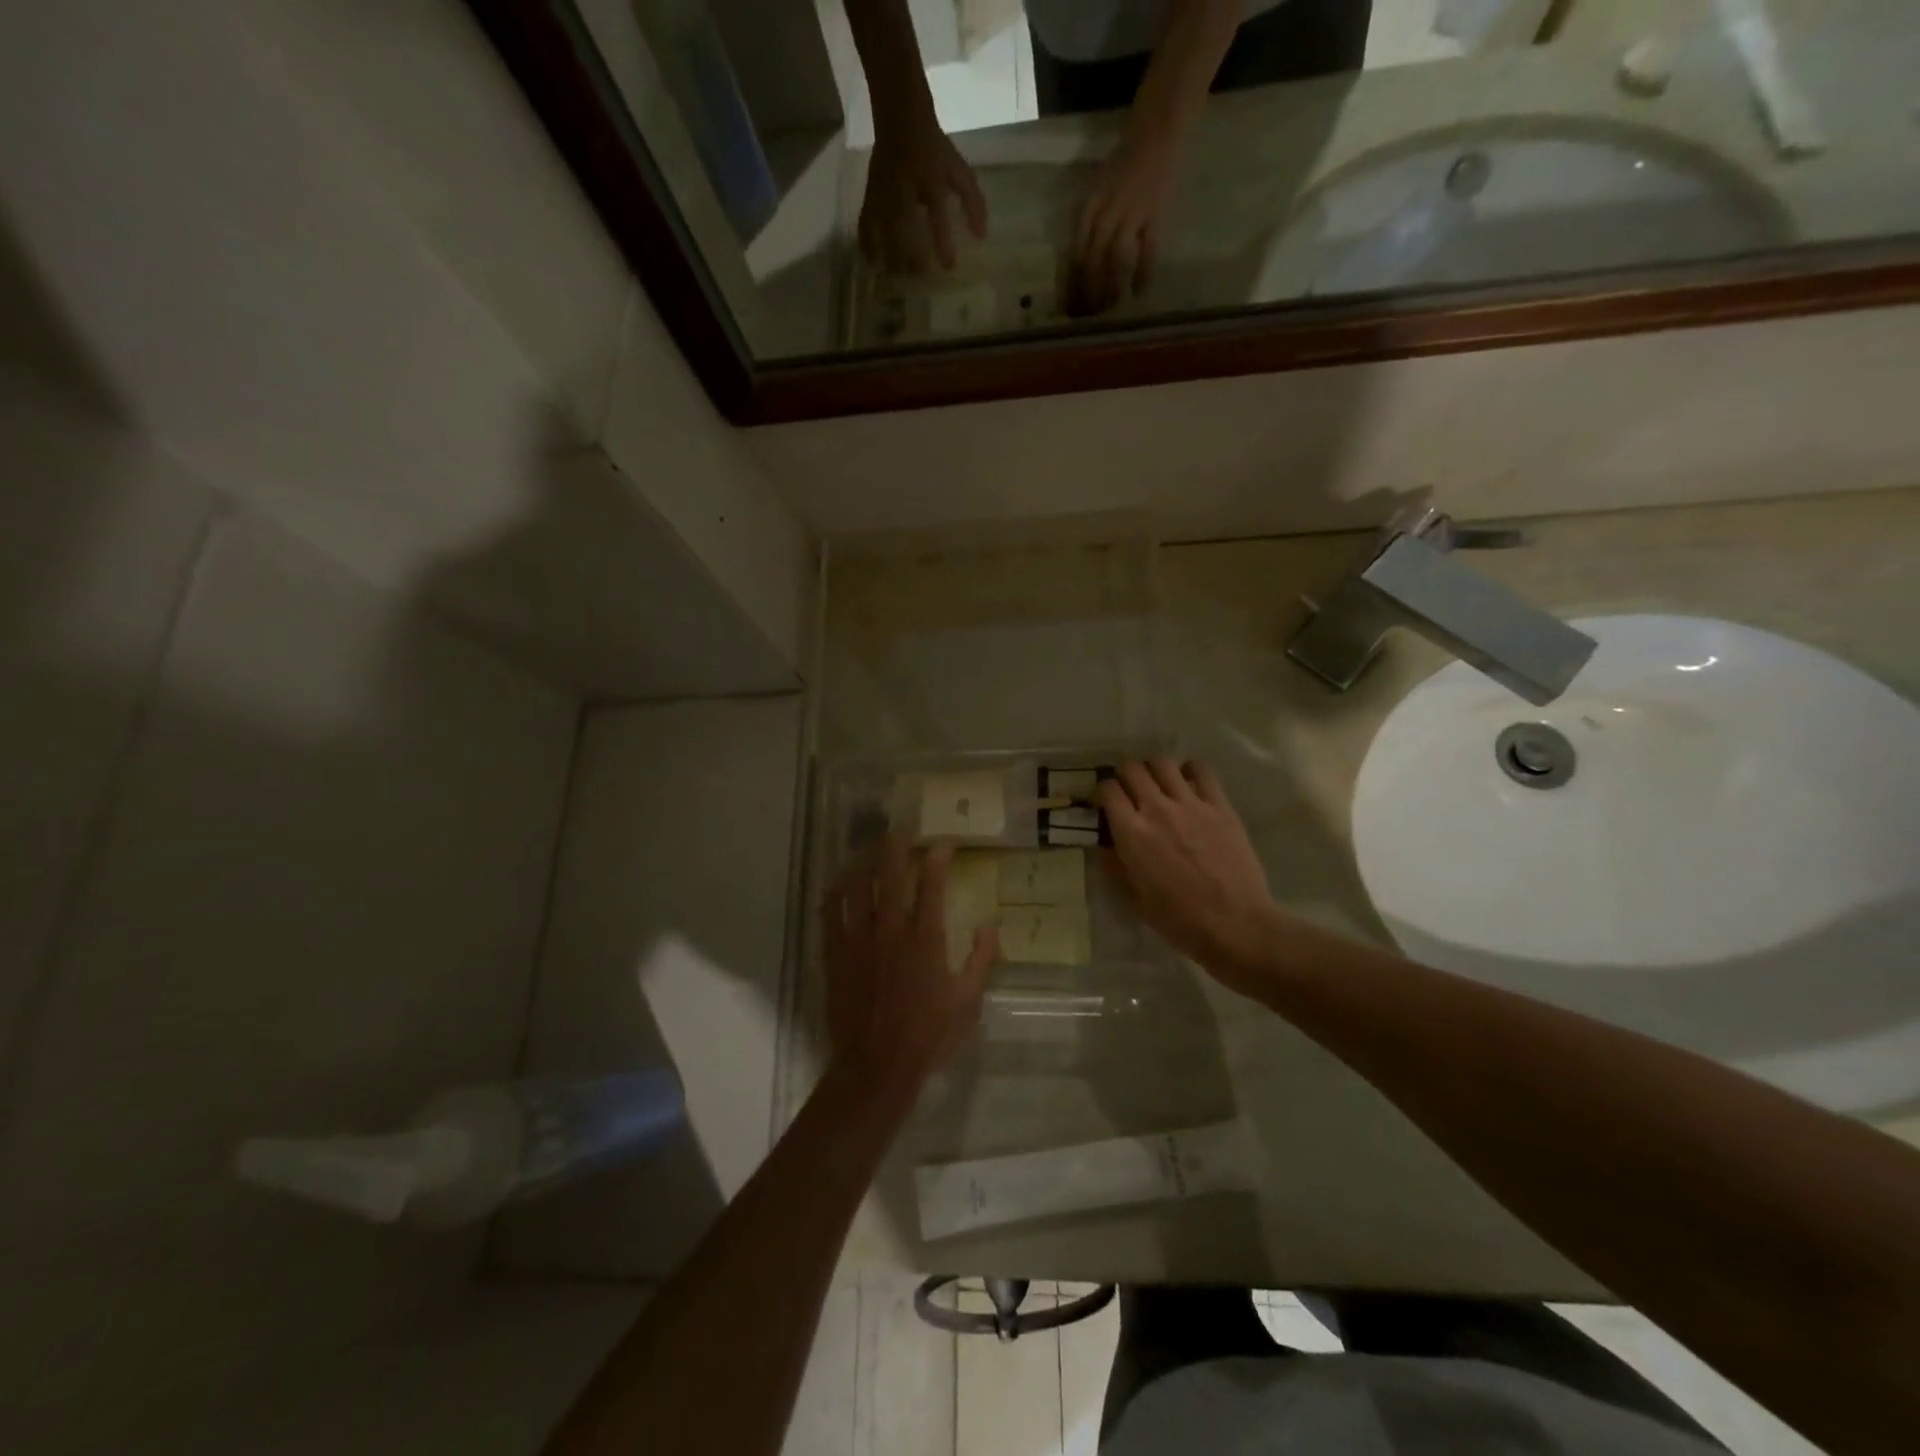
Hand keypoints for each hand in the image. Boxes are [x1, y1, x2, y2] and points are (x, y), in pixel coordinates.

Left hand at [824, 837, 997, 1093]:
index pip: (932, 881)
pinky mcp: (835, 951)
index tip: (946, 841)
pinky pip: (831, 910)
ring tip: (873, 847)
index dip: (939, 854)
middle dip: (898, 843)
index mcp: (925, 936)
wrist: (877, 1065)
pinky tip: (842, 880)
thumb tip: (991, 924)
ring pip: (857, 883)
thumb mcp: (968, 1001)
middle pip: (890, 870)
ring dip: (866, 858)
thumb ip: (982, 959)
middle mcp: (890, 927)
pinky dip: (837, 889)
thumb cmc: (928, 1035)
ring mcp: (858, 937)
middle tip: (905, 829)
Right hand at [859, 116, 988, 272]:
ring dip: (889, 255)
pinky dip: (867, 244)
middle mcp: (903, 185)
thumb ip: (972, 202)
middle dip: (909, 254)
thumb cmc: (935, 150)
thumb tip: (980, 237)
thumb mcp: (959, 169)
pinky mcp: (870, 194)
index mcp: (929, 177)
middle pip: (902, 226)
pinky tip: (872, 263)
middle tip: (919, 276)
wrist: (900, 117)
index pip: (936, 211)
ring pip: (882, 228)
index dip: (942, 240)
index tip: (948, 266)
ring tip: (897, 277)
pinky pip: (865, 223)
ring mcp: (883, 190)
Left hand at [1063, 130, 1179, 315]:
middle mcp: (1106, 212)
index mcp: (1088, 207)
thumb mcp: (1096, 190)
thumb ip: (1087, 221)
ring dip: (1110, 288)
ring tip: (1108, 308)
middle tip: (1087, 314)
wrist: (1157, 131)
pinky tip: (1138, 293)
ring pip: (1114, 261)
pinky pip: (1147, 252)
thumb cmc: (1124, 163)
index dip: (1071, 282)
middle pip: (1091, 261)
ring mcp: (1132, 214)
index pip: (1074, 253)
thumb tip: (1077, 262)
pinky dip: (1142, 274)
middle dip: (1087, 292)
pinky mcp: (1155, 215)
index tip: (1068, 305)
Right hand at [1097, 759, 1279, 982]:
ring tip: (1157, 784)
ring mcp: (1191, 804)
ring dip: (1153, 770)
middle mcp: (1157, 809)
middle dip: (1124, 776)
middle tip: (1129, 792)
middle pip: (1132, 769)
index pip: (1107, 790)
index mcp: (1132, 834)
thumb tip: (1106, 846)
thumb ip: (1115, 867)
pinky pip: (1201, 771)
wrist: (1235, 925)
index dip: (1101, 792)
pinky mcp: (1220, 806)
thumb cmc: (1179, 920)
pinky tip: (1188, 782)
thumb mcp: (1134, 900)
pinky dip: (1189, 770)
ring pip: (1163, 763)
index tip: (1104, 803)